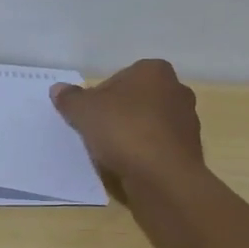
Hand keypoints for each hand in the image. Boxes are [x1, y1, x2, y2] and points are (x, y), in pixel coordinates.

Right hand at [50, 58, 203, 186]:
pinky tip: (131, 165)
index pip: (119, 77)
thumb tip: (58, 89)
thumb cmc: (124, 130)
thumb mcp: (84, 111)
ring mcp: (187, 120)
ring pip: (149, 123)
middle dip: (118, 114)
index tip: (89, 115)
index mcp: (154, 70)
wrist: (163, 176)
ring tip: (113, 153)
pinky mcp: (190, 149)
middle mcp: (177, 89)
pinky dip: (145, 152)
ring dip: (132, 134)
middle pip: (135, 100)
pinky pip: (159, 145)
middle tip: (98, 132)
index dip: (99, 96)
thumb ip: (70, 98)